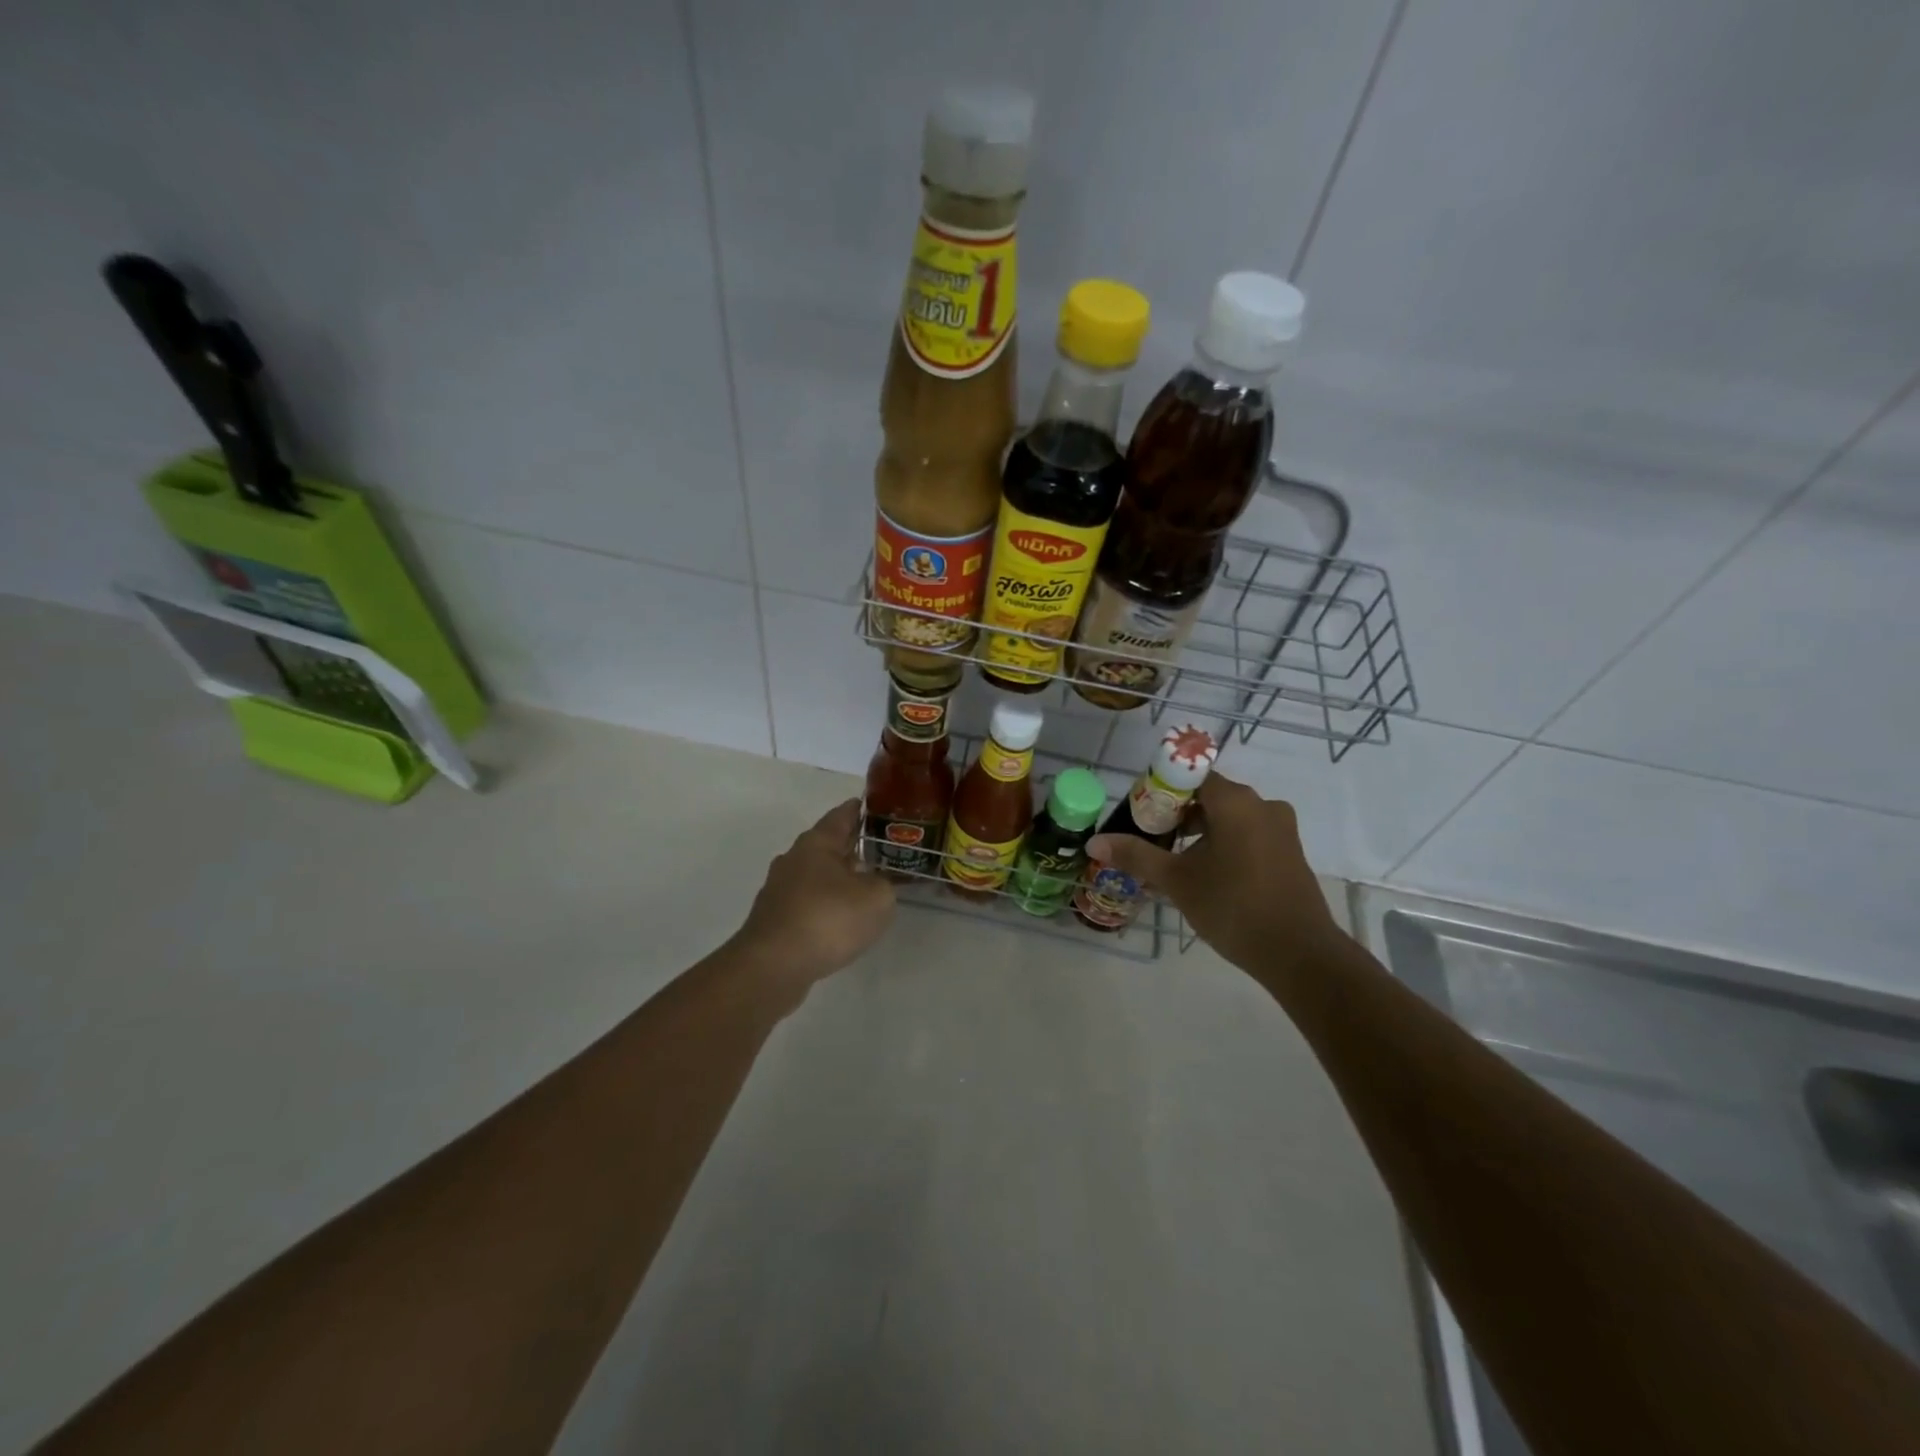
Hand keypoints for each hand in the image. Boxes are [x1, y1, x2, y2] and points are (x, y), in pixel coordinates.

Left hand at [731, 799, 895, 990]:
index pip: (842, 815)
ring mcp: (780, 890)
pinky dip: (826, 904)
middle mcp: (794, 859)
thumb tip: (875, 884)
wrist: (773, 966)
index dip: (859, 809)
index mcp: (817, 843)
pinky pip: (808, 902)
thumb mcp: (876, 898)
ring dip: (838, 877)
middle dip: (851, 846)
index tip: (873, 806)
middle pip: (827, 845)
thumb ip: (884, 885)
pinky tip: (841, 918)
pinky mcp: (775, 918)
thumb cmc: (828, 919)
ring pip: (816, 874)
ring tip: (864, 885)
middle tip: (879, 848)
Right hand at [1087, 773, 1340, 974]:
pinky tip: (1207, 874)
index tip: (1140, 817)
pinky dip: (1224, 844)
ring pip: (1229, 817)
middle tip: (1150, 841)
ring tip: (1174, 861)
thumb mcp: (1176, 880)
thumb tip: (1094, 842)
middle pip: (1208, 796)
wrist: (1298, 953)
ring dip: (1199, 832)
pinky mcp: (1289, 852)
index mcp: (1235, 801)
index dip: (1159, 791)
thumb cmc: (1232, 906)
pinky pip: (1248, 834)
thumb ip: (1136, 855)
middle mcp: (1262, 804)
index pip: (1188, 776)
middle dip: (1176, 815)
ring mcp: (1281, 828)